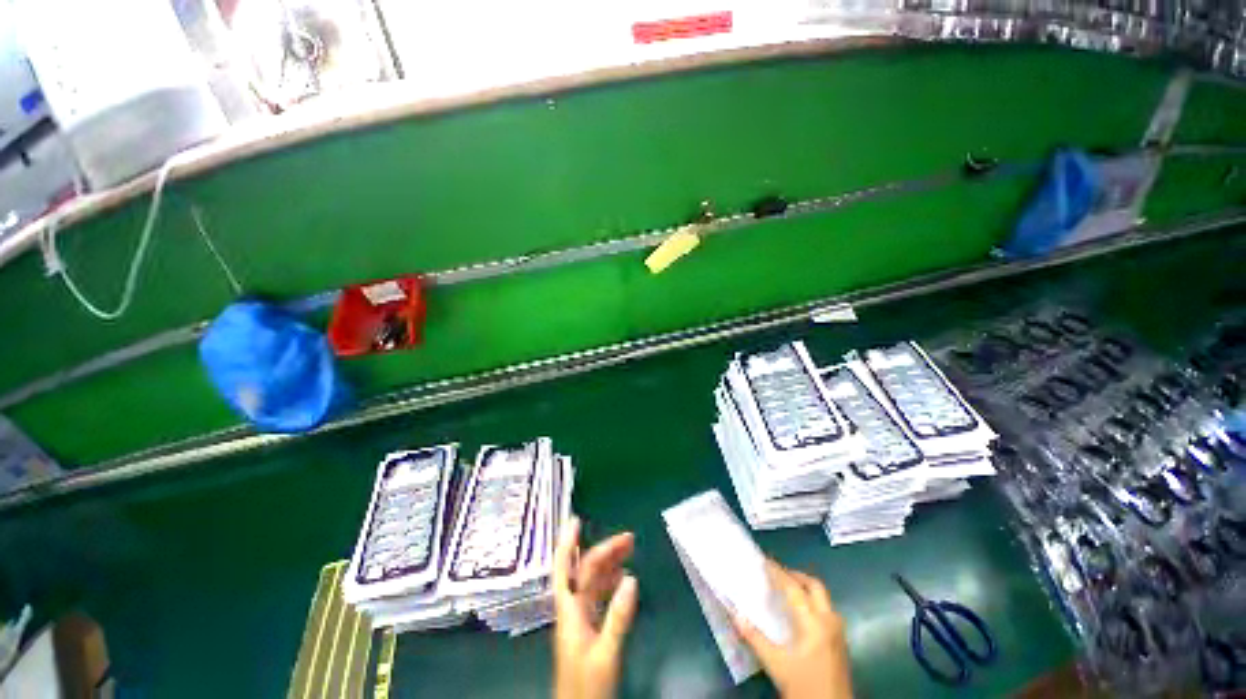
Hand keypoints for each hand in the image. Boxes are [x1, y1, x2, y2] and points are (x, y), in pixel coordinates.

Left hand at [553, 516, 638, 698]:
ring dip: (609, 564)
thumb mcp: (605, 653)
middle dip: (604, 550)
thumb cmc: (587, 687)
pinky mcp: (590, 628)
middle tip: (629, 538)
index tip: (575, 520)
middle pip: (585, 571)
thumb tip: (632, 578)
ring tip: (630, 550)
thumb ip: (617, 617)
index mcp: (570, 612)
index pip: (565, 569)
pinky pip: (599, 595)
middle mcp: (573, 609)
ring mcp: (581, 619)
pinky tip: (623, 578)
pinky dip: (611, 582)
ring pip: (593, 581)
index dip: (567, 543)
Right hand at [733, 560, 852, 698]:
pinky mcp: (840, 642)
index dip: (777, 573)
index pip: (794, 588)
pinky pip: (826, 610)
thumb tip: (736, 614)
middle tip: (776, 573)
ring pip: (823, 597)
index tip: (764, 561)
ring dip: (805, 587)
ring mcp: (838, 632)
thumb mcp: (776, 665)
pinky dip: (812, 601)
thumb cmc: (804, 687)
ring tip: (786, 589)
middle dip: (795, 575)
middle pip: (815, 586)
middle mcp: (829, 621)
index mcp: (814, 623)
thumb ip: (755, 638)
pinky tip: (800, 612)